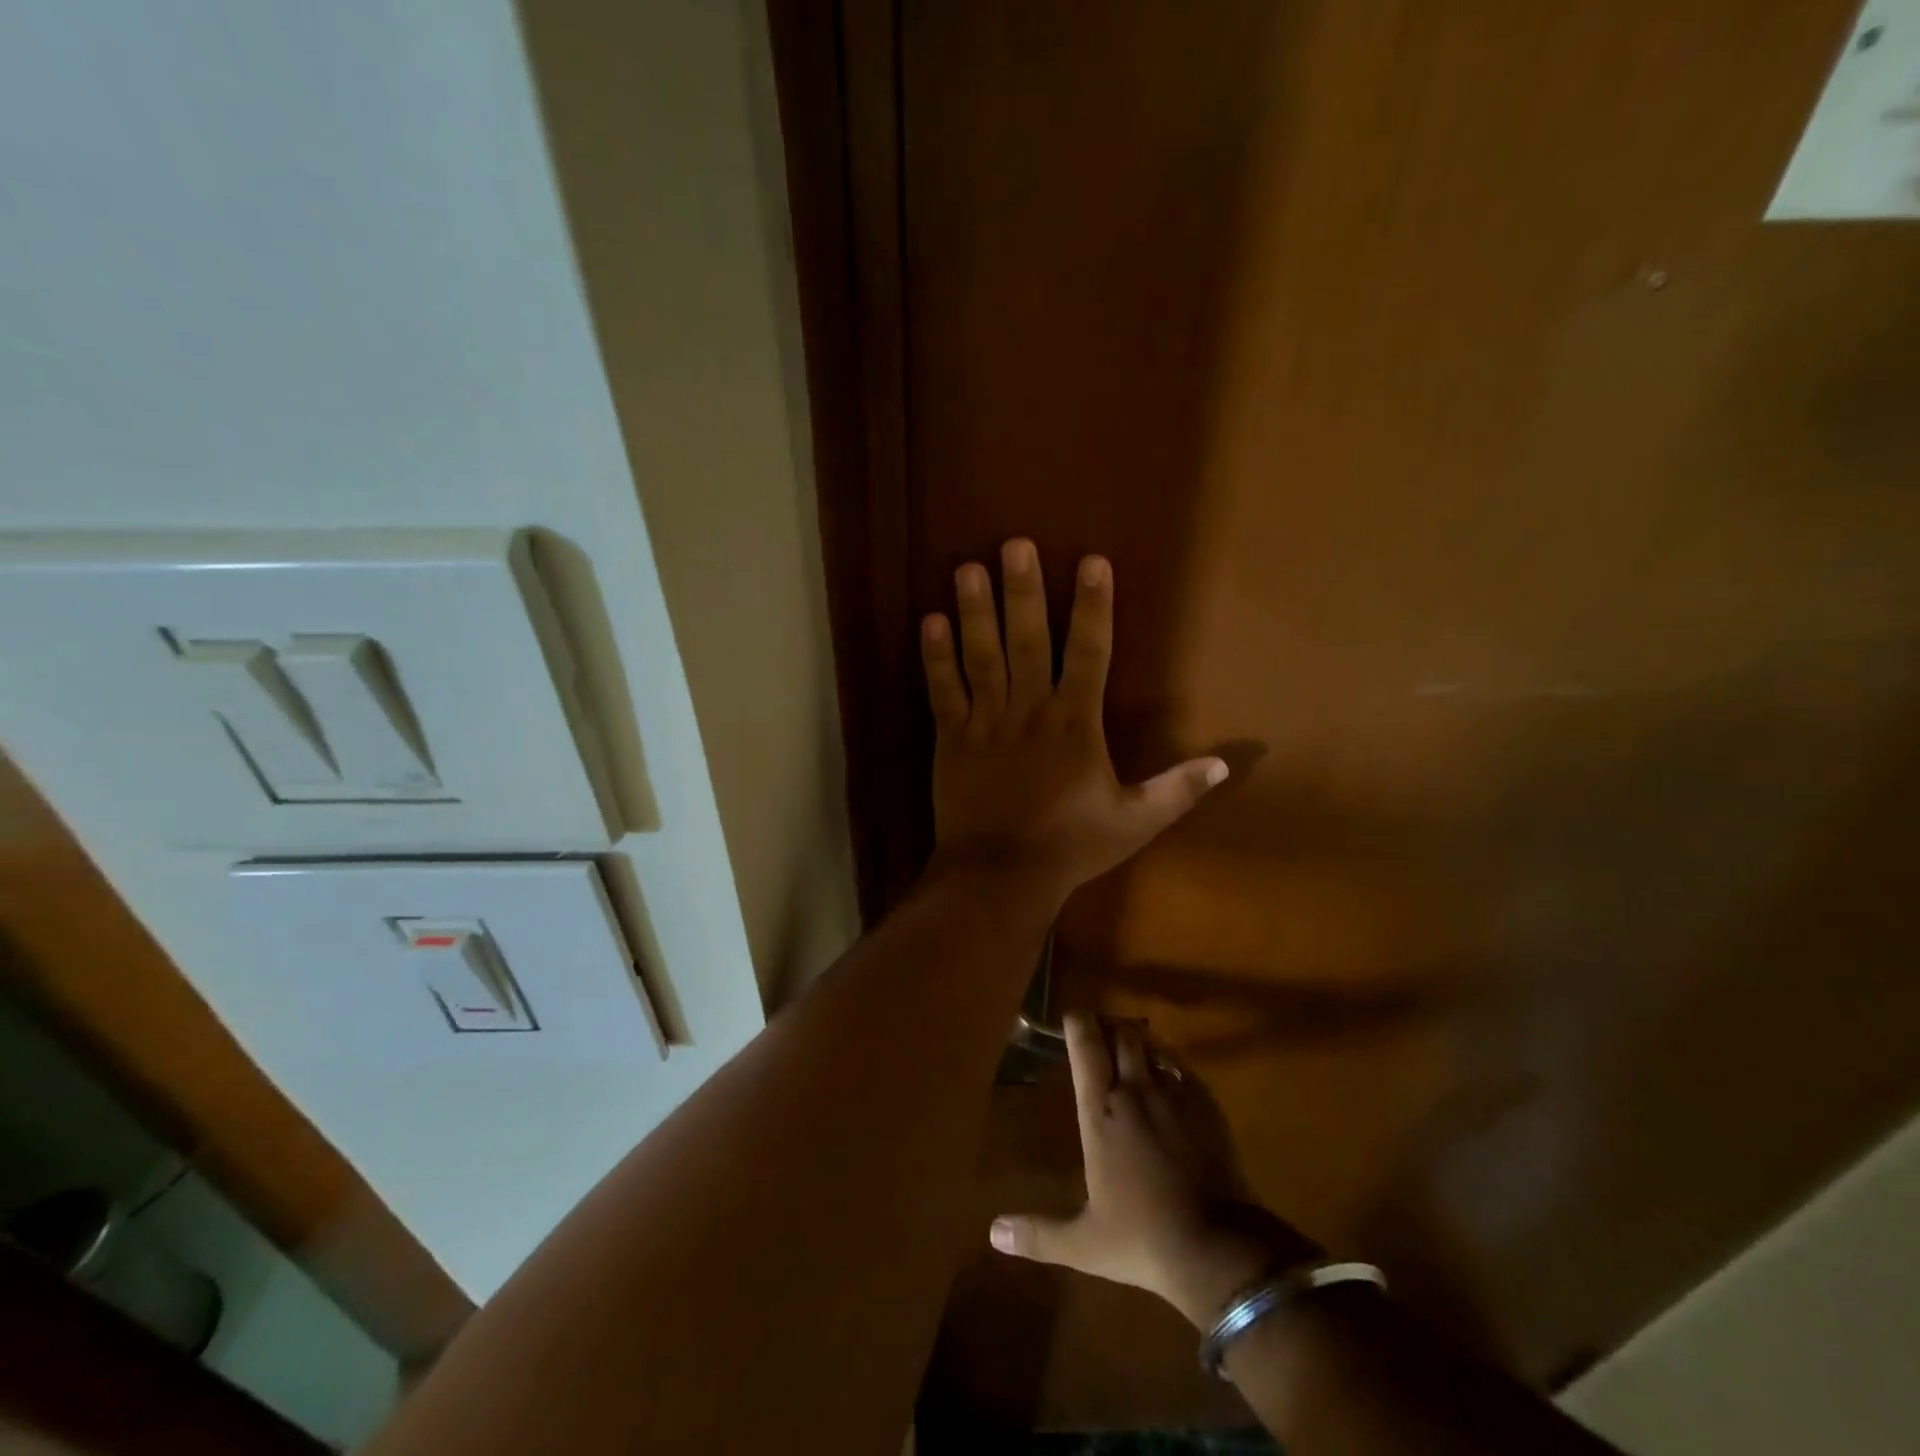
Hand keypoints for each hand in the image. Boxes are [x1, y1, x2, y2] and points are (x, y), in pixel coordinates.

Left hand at [920, 540, 1227, 905]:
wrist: (1001, 876)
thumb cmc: (1071, 846)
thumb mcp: (1135, 822)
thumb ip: (1177, 789)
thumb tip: (1227, 763)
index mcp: (1075, 723)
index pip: (1090, 653)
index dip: (1092, 606)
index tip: (1092, 562)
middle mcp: (1030, 711)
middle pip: (1027, 641)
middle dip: (1023, 591)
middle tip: (1014, 544)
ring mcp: (985, 722)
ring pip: (981, 657)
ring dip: (975, 612)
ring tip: (967, 568)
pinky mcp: (951, 739)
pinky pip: (942, 691)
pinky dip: (935, 657)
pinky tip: (928, 620)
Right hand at [988, 1014, 1320, 1327]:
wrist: (1219, 1248)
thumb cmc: (1143, 1238)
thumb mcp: (1083, 1243)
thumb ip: (1039, 1234)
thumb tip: (994, 1234)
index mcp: (1101, 1112)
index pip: (1086, 1048)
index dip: (1078, 1024)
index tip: (1070, 1015)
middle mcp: (1136, 1091)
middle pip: (1123, 1034)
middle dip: (1109, 1025)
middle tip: (1099, 1029)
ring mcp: (1175, 1095)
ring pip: (1153, 1046)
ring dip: (1139, 1041)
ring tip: (1131, 1046)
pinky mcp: (1207, 1106)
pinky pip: (1182, 1069)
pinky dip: (1169, 1065)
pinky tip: (1168, 1079)